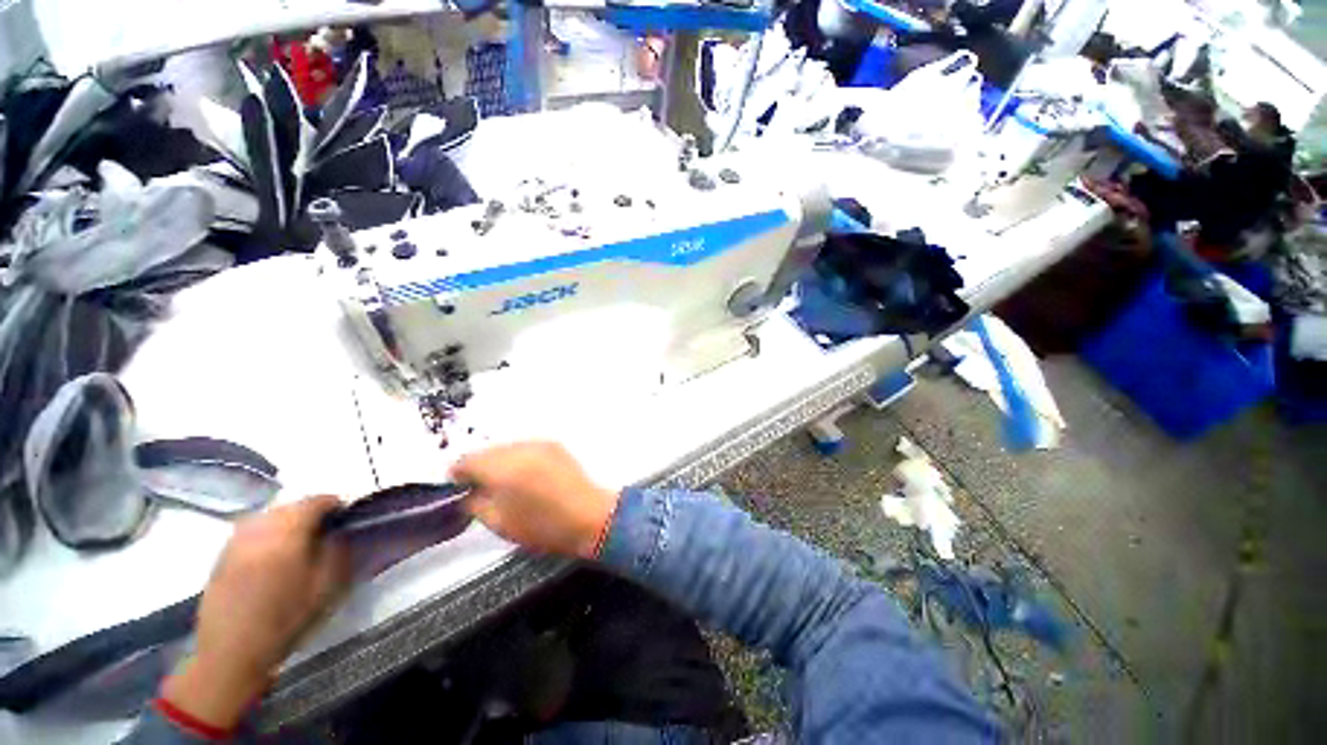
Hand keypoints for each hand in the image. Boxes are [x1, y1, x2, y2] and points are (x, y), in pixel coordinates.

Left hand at [162, 495, 349, 730]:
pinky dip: (268, 533)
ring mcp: (236, 539)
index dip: (336, 504)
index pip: (317, 500)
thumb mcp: (325, 586)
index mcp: (288, 530)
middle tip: (326, 531)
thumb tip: (341, 530)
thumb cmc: (285, 617)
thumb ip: (337, 550)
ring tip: (300, 541)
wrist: (232, 650)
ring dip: (288, 521)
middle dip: (311, 512)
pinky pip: (252, 531)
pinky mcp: (223, 554)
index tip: (347, 517)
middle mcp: (259, 527)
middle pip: (291, 505)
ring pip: (269, 516)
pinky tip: (273, 553)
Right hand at [451, 442, 618, 558]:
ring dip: (500, 462)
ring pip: (506, 448)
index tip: (459, 490)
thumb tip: (466, 492)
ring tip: (507, 484)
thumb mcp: (499, 522)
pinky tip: (527, 476)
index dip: (458, 476)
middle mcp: (519, 448)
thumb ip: (474, 503)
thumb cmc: (543, 526)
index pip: (466, 461)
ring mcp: (539, 443)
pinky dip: (519, 458)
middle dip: (480, 468)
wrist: (590, 515)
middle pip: (486, 452)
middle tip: (483, 489)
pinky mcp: (554, 444)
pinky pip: (525, 447)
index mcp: (502, 467)